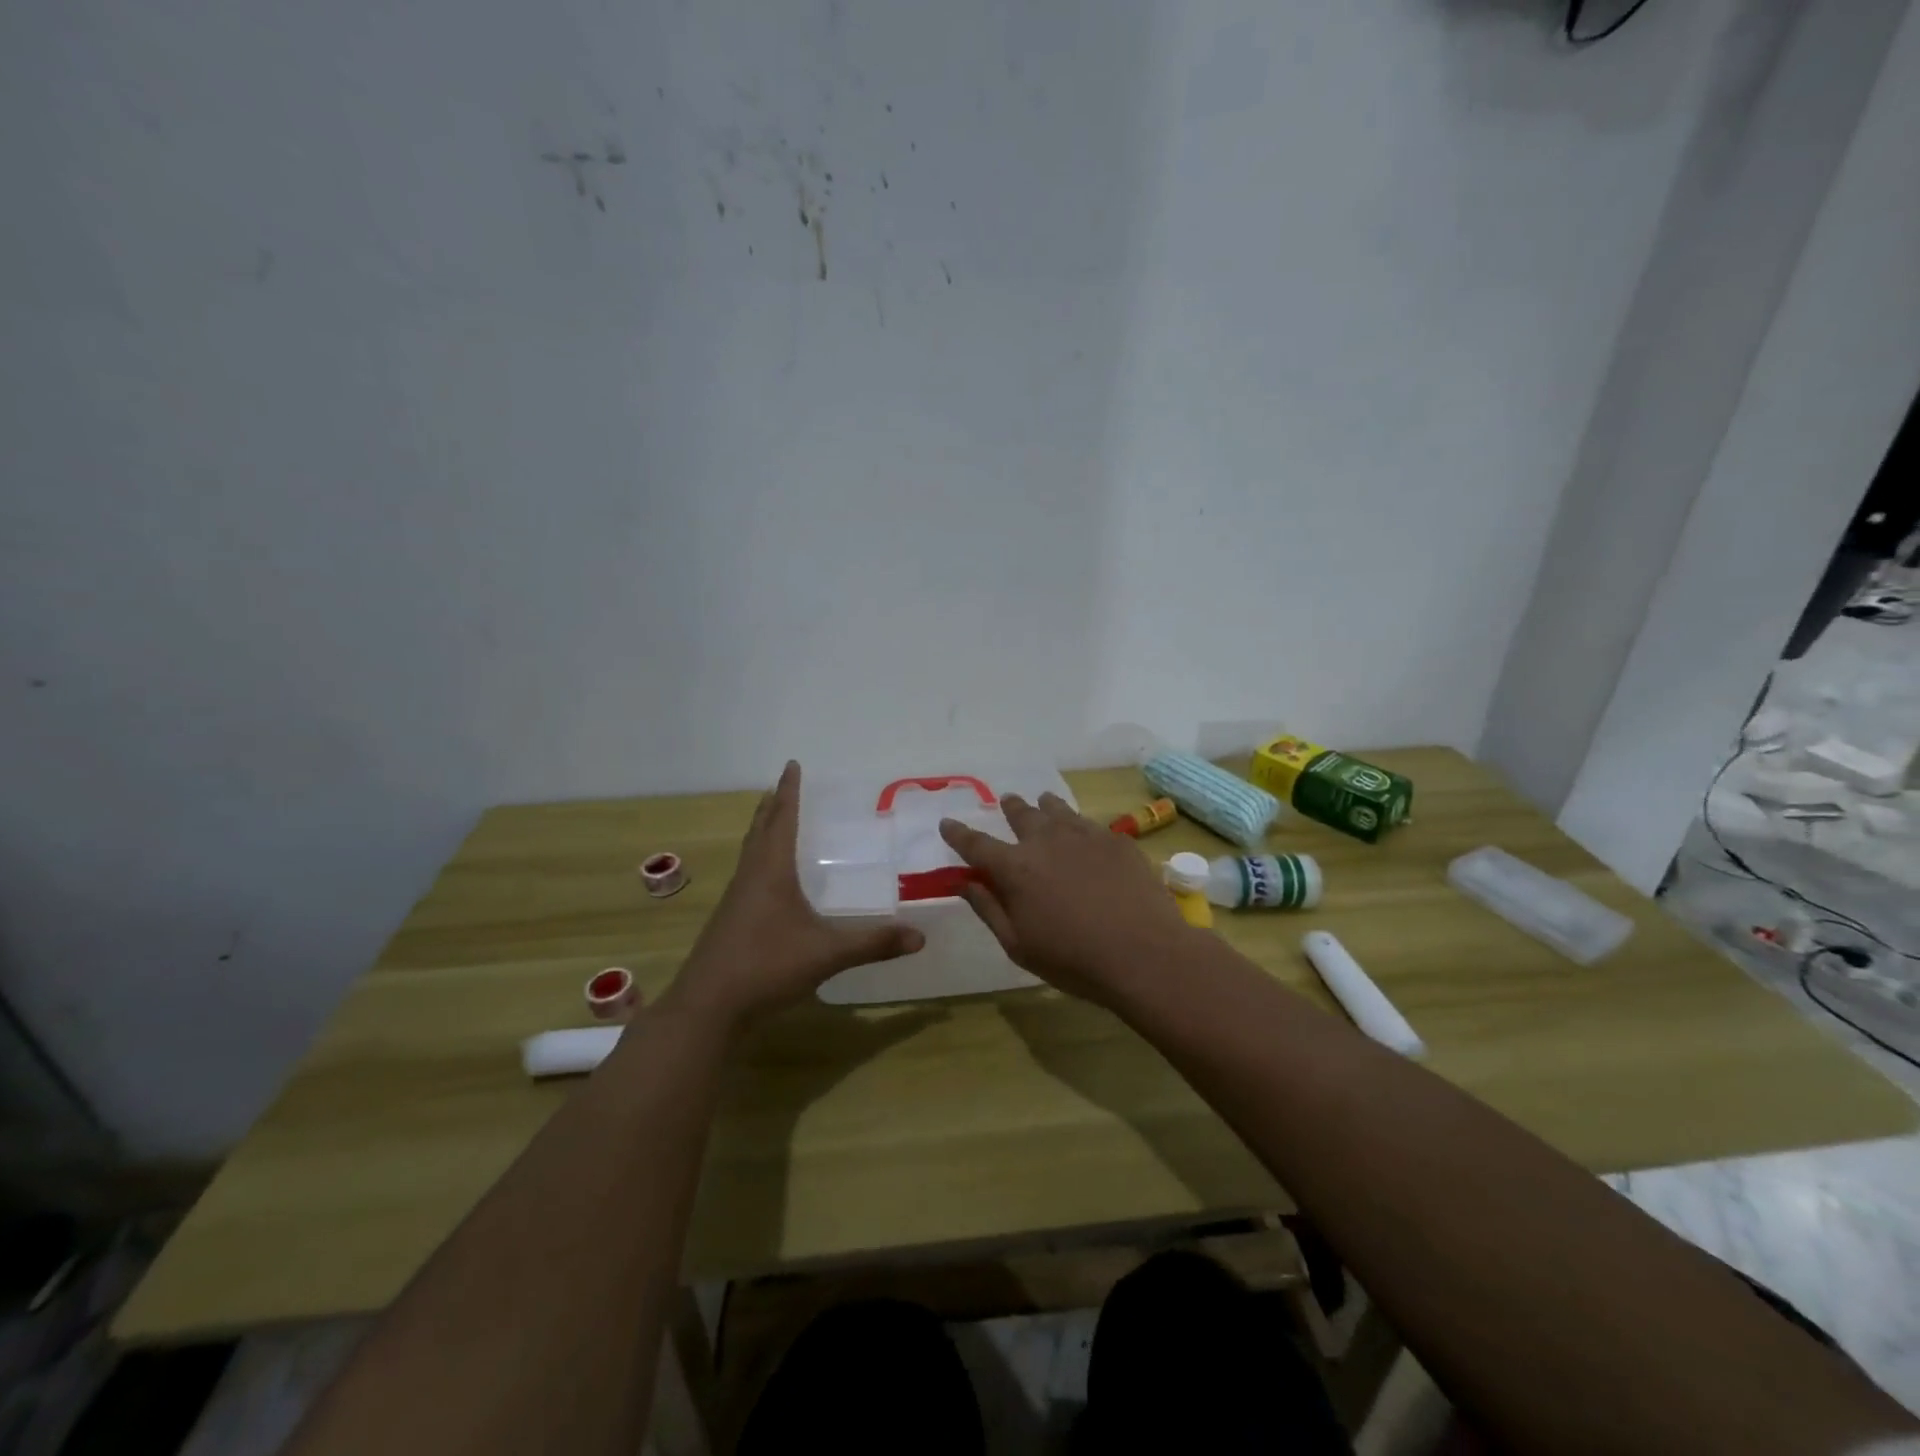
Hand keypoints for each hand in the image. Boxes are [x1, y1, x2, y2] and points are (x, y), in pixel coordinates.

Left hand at [662, 762, 924, 1033]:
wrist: (708, 1007)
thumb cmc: (766, 966)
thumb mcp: (826, 954)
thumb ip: (873, 943)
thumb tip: (920, 937)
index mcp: (770, 871)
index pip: (782, 819)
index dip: (789, 792)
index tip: (792, 765)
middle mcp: (750, 877)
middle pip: (760, 830)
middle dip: (772, 806)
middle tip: (782, 786)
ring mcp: (736, 901)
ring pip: (751, 852)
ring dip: (763, 831)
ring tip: (772, 820)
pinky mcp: (730, 922)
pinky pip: (748, 876)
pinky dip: (760, 860)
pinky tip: (769, 881)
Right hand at [938, 792, 1196, 1008]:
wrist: (1144, 953)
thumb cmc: (1073, 959)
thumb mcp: (1018, 945)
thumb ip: (988, 908)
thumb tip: (963, 882)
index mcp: (1015, 868)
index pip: (976, 844)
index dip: (958, 833)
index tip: (947, 823)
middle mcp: (1046, 841)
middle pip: (1021, 815)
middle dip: (1009, 807)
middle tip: (1007, 801)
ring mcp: (1084, 835)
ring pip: (1057, 810)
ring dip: (1044, 806)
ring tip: (1043, 802)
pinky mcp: (1116, 840)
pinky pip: (1089, 823)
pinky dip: (1077, 823)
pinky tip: (1083, 831)